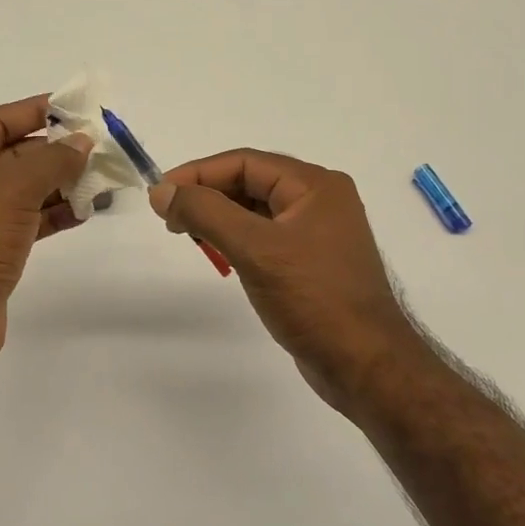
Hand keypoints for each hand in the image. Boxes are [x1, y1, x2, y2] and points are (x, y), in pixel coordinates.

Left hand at [0, 95, 92, 379]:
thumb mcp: (9, 194)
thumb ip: (50, 161)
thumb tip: (82, 142)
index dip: (35, 111)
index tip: (76, 108)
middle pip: (12, 155)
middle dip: (55, 151)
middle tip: (100, 147)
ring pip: (23, 191)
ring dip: (60, 183)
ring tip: (102, 179)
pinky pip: (26, 222)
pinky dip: (53, 214)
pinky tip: (85, 211)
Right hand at [149, 150, 419, 412]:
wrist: (363, 363)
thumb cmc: (312, 298)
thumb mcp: (254, 249)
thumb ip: (205, 213)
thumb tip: (161, 191)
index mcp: (315, 185)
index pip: (245, 162)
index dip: (198, 173)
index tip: (161, 194)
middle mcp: (320, 200)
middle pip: (252, 182)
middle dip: (208, 194)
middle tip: (169, 217)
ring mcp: (318, 232)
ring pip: (257, 210)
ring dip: (220, 216)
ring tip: (187, 234)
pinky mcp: (312, 262)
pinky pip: (266, 236)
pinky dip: (237, 238)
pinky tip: (219, 253)